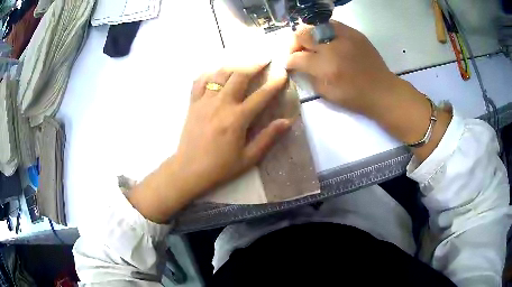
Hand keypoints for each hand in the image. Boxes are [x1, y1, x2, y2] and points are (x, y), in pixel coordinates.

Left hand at [128, 63, 292, 222]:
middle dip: (254, 64)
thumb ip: (268, 138)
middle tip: (264, 58)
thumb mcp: (248, 158)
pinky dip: (209, 73)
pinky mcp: (193, 104)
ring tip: (243, 60)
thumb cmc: (220, 167)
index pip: (261, 95)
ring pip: (220, 74)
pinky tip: (216, 71)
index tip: (283, 73)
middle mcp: (221, 104)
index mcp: (237, 119)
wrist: (189, 170)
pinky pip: (200, 81)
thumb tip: (287, 121)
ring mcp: (205, 102)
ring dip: (234, 64)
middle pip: (239, 76)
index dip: (274, 83)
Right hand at [287, 21, 400, 116]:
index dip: (289, 61)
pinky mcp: (354, 33)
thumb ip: (310, 77)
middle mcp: (332, 47)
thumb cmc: (355, 97)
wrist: (382, 90)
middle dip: (294, 44)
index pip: (297, 57)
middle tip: (298, 52)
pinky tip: (326, 39)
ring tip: (311, 44)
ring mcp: (344, 37)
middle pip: (302, 35)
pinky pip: (332, 24)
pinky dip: (324, 31)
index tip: (289, 64)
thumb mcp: (327, 94)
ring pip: (315, 26)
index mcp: (325, 67)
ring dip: (308, 35)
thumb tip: (300, 66)